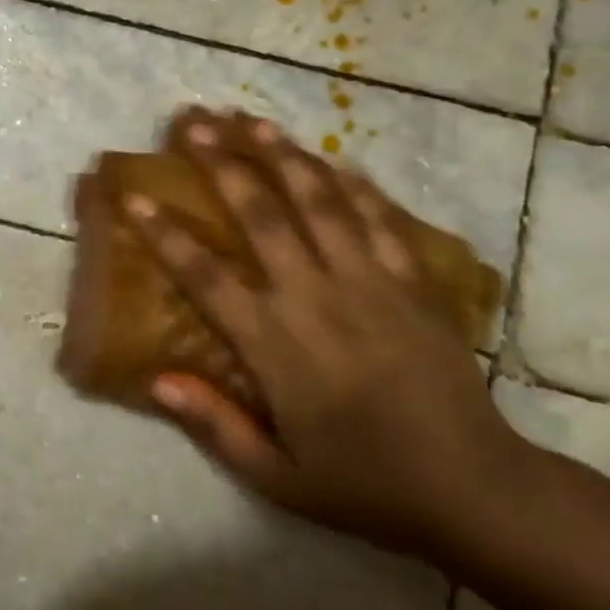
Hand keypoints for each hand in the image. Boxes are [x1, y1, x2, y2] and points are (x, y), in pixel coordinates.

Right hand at [122, 110, 524, 555]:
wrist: (474, 487)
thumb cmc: (366, 484)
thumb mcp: (278, 478)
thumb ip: (215, 425)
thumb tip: (157, 380)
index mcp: (277, 346)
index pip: (206, 276)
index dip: (166, 235)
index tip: (136, 198)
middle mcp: (317, 299)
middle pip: (262, 215)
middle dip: (223, 164)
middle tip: (195, 123)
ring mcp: (370, 283)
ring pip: (320, 203)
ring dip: (283, 156)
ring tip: (252, 122)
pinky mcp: (413, 283)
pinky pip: (380, 220)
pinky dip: (356, 186)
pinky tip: (334, 159)